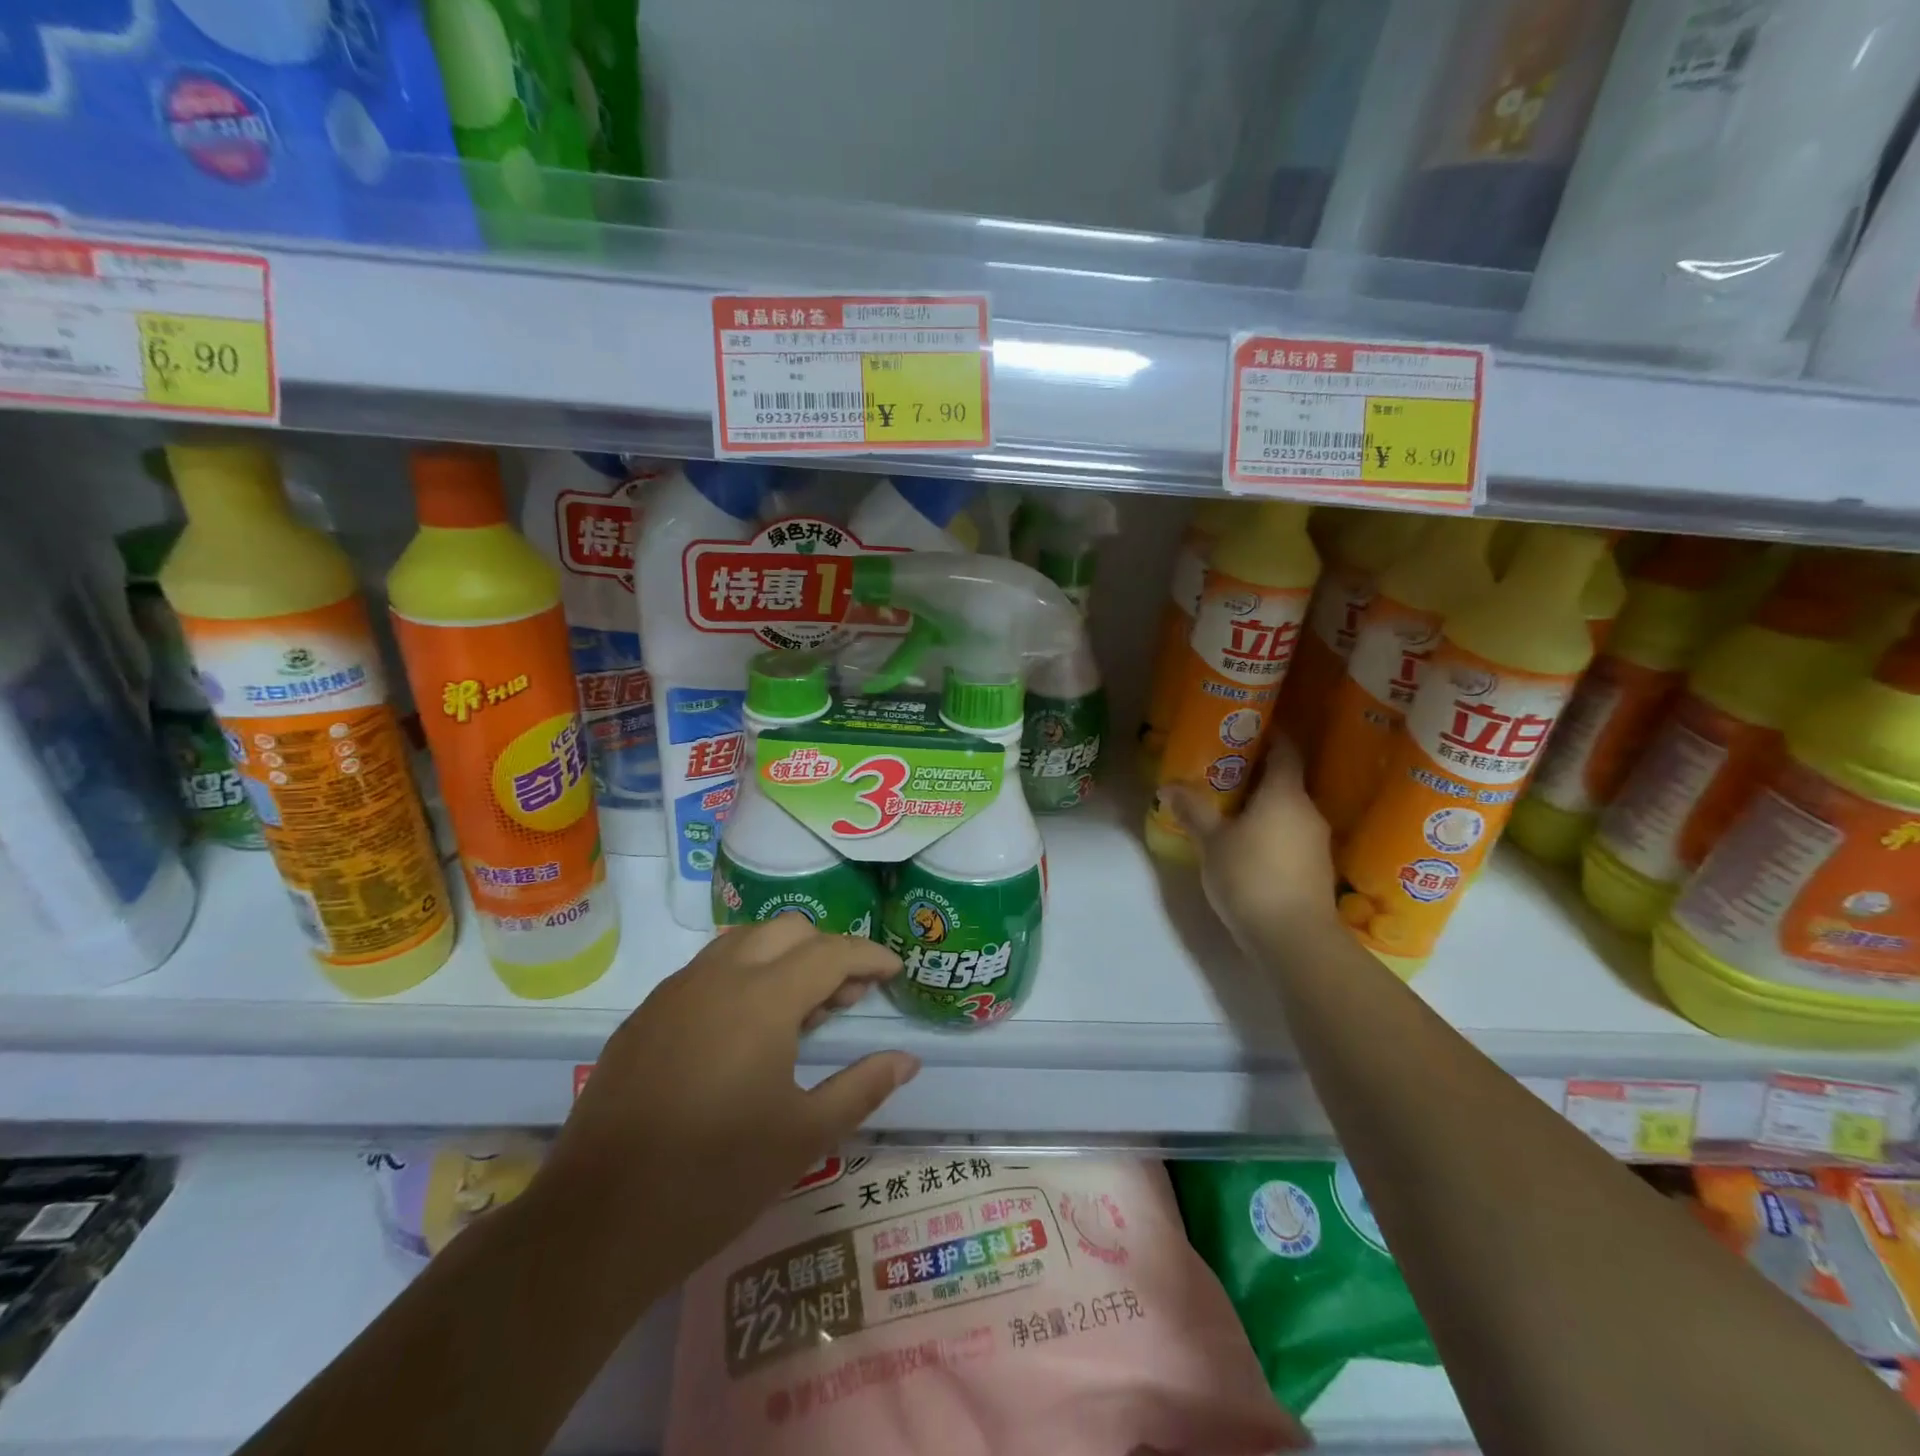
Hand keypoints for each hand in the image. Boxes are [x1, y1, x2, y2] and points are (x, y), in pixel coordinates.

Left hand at [540, 918, 919, 1267]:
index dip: (869, 956)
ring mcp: (674, 992)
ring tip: (802, 1010)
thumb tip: (907, 1059)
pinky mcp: (644, 1016)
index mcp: (762, 999)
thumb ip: (862, 1087)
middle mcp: (718, 977)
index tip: (894, 971)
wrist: (596, 1224)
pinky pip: (706, 970)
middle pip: (787, 931)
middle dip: (827, 950)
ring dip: (783, 957)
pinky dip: (743, 976)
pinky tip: (746, 1030)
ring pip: (743, 942)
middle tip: (848, 995)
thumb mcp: (804, 1136)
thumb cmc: (715, 1179)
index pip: (831, 952)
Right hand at [1164, 735, 1341, 957]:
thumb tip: (1167, 786)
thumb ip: (1193, 810)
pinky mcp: (1316, 869)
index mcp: (1285, 794)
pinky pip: (1291, 836)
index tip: (1247, 729)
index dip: (1270, 736)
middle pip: (1285, 781)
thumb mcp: (1212, 841)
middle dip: (1256, 774)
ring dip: (1263, 806)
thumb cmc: (1250, 876)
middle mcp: (1307, 811)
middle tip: (1222, 772)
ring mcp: (1316, 842)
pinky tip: (1247, 845)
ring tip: (1229, 810)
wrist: (1293, 938)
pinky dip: (1271, 832)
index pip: (1285, 751)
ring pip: (1288, 811)